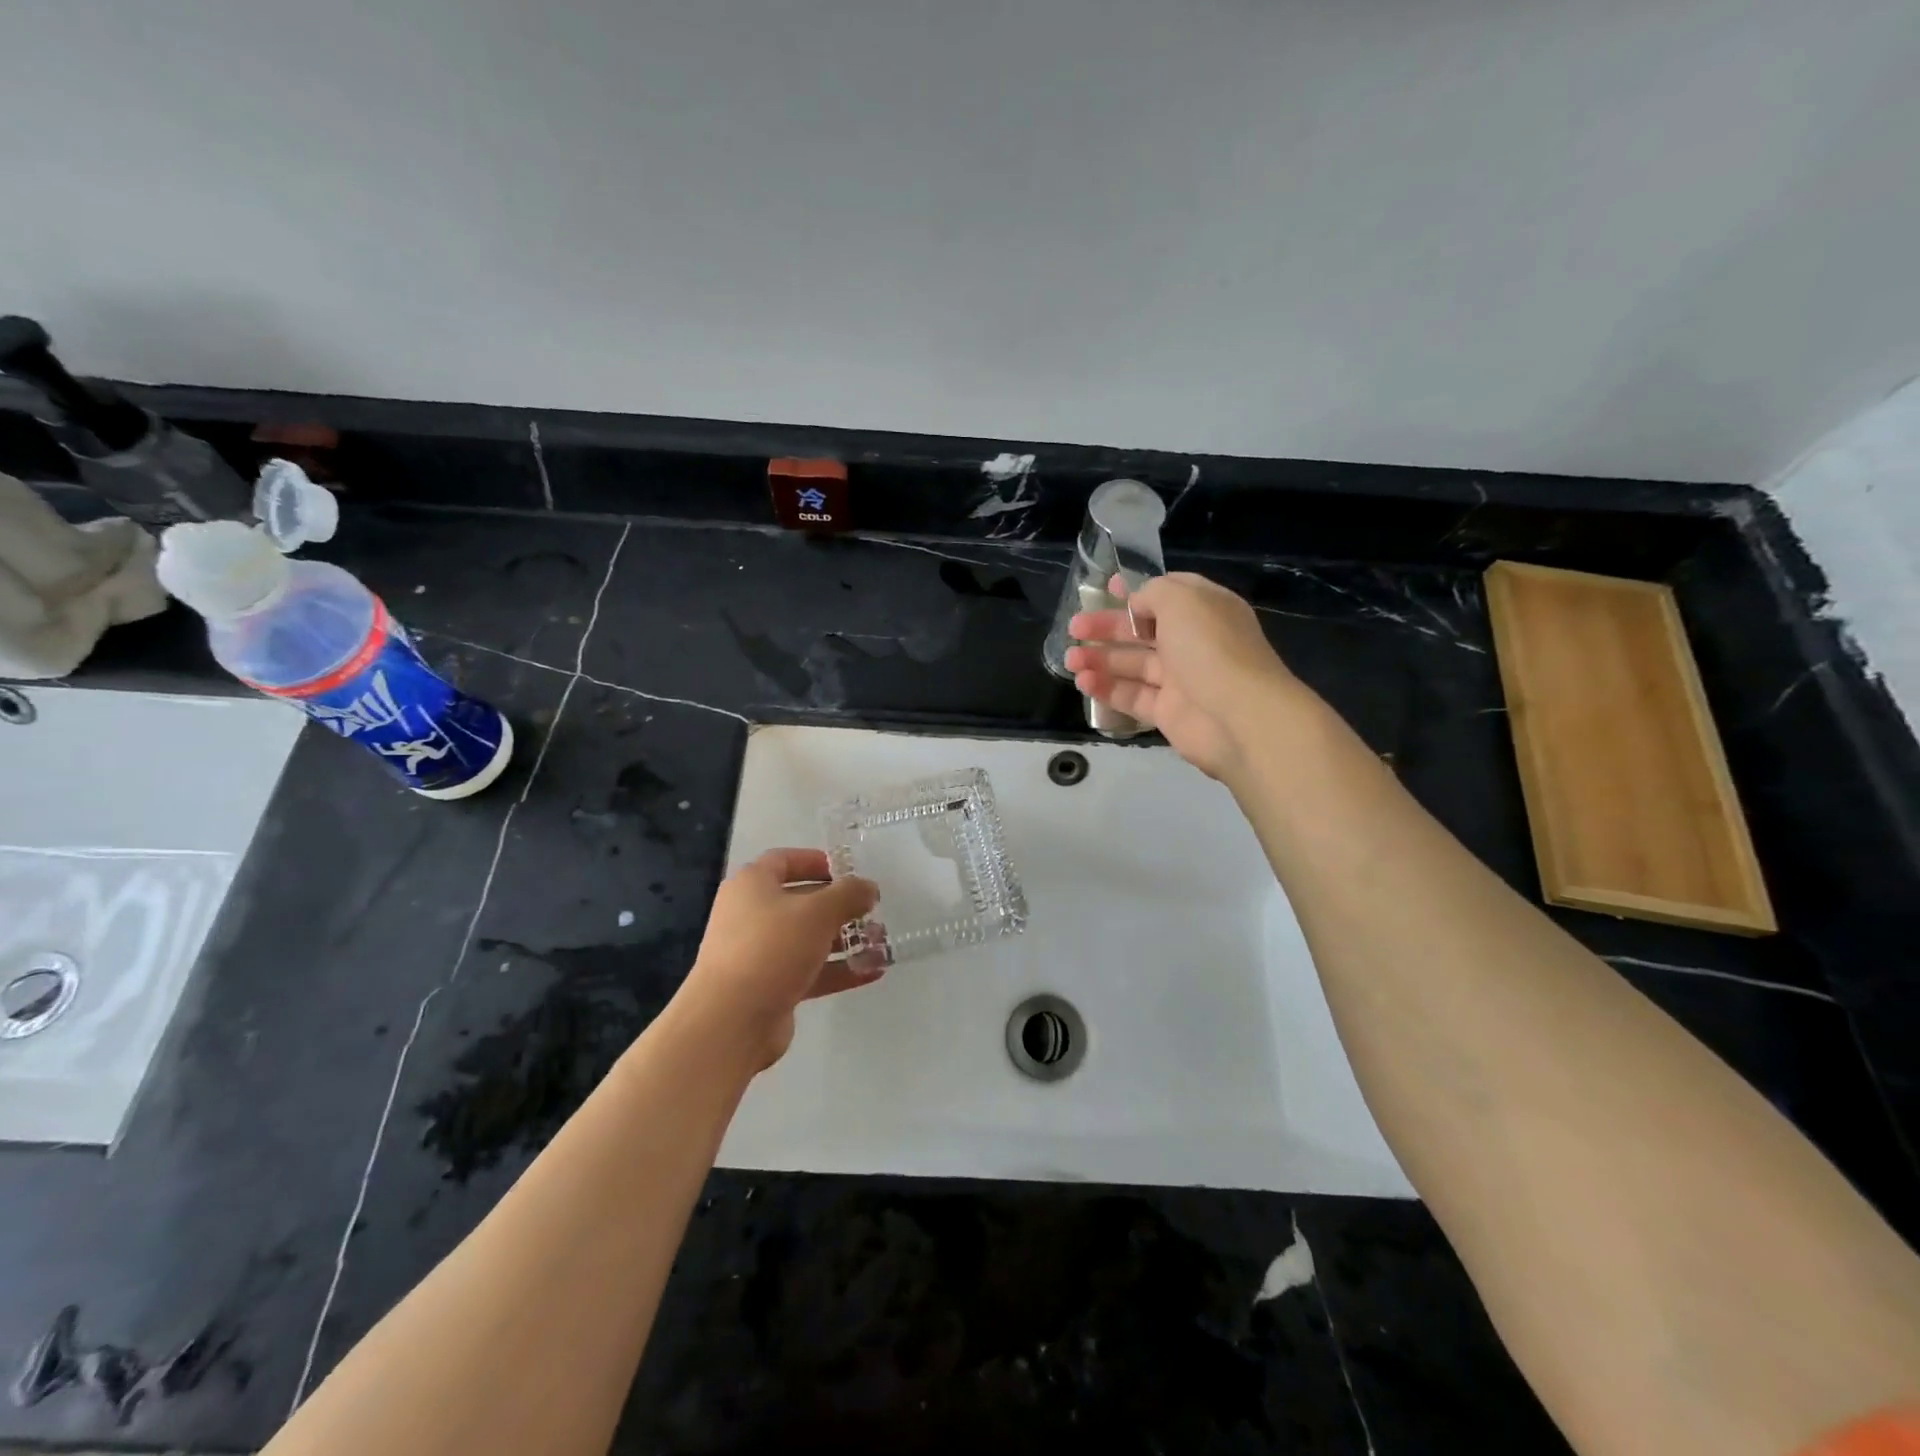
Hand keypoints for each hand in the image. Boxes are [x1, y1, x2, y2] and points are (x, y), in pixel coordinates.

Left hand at [678, 849, 882, 1068]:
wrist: (731, 1021)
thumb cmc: (772, 948)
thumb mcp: (818, 912)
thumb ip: (849, 895)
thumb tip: (869, 888)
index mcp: (752, 885)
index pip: (784, 860)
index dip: (816, 861)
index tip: (848, 870)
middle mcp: (751, 915)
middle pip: (800, 901)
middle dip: (839, 906)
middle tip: (872, 910)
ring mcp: (758, 954)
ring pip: (807, 939)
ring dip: (843, 940)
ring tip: (880, 943)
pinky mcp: (769, 987)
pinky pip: (808, 971)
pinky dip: (837, 969)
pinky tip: (872, 972)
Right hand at [1064, 572, 1299, 779]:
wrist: (1239, 716)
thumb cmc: (1211, 648)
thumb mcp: (1182, 599)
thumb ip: (1154, 592)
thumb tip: (1137, 604)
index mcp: (1204, 610)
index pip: (1166, 595)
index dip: (1135, 592)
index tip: (1106, 590)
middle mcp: (1193, 642)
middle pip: (1143, 631)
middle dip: (1107, 628)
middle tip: (1074, 629)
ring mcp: (1181, 680)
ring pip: (1134, 665)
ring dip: (1100, 660)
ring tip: (1069, 661)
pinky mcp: (1169, 712)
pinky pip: (1133, 696)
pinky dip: (1107, 689)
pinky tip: (1083, 683)